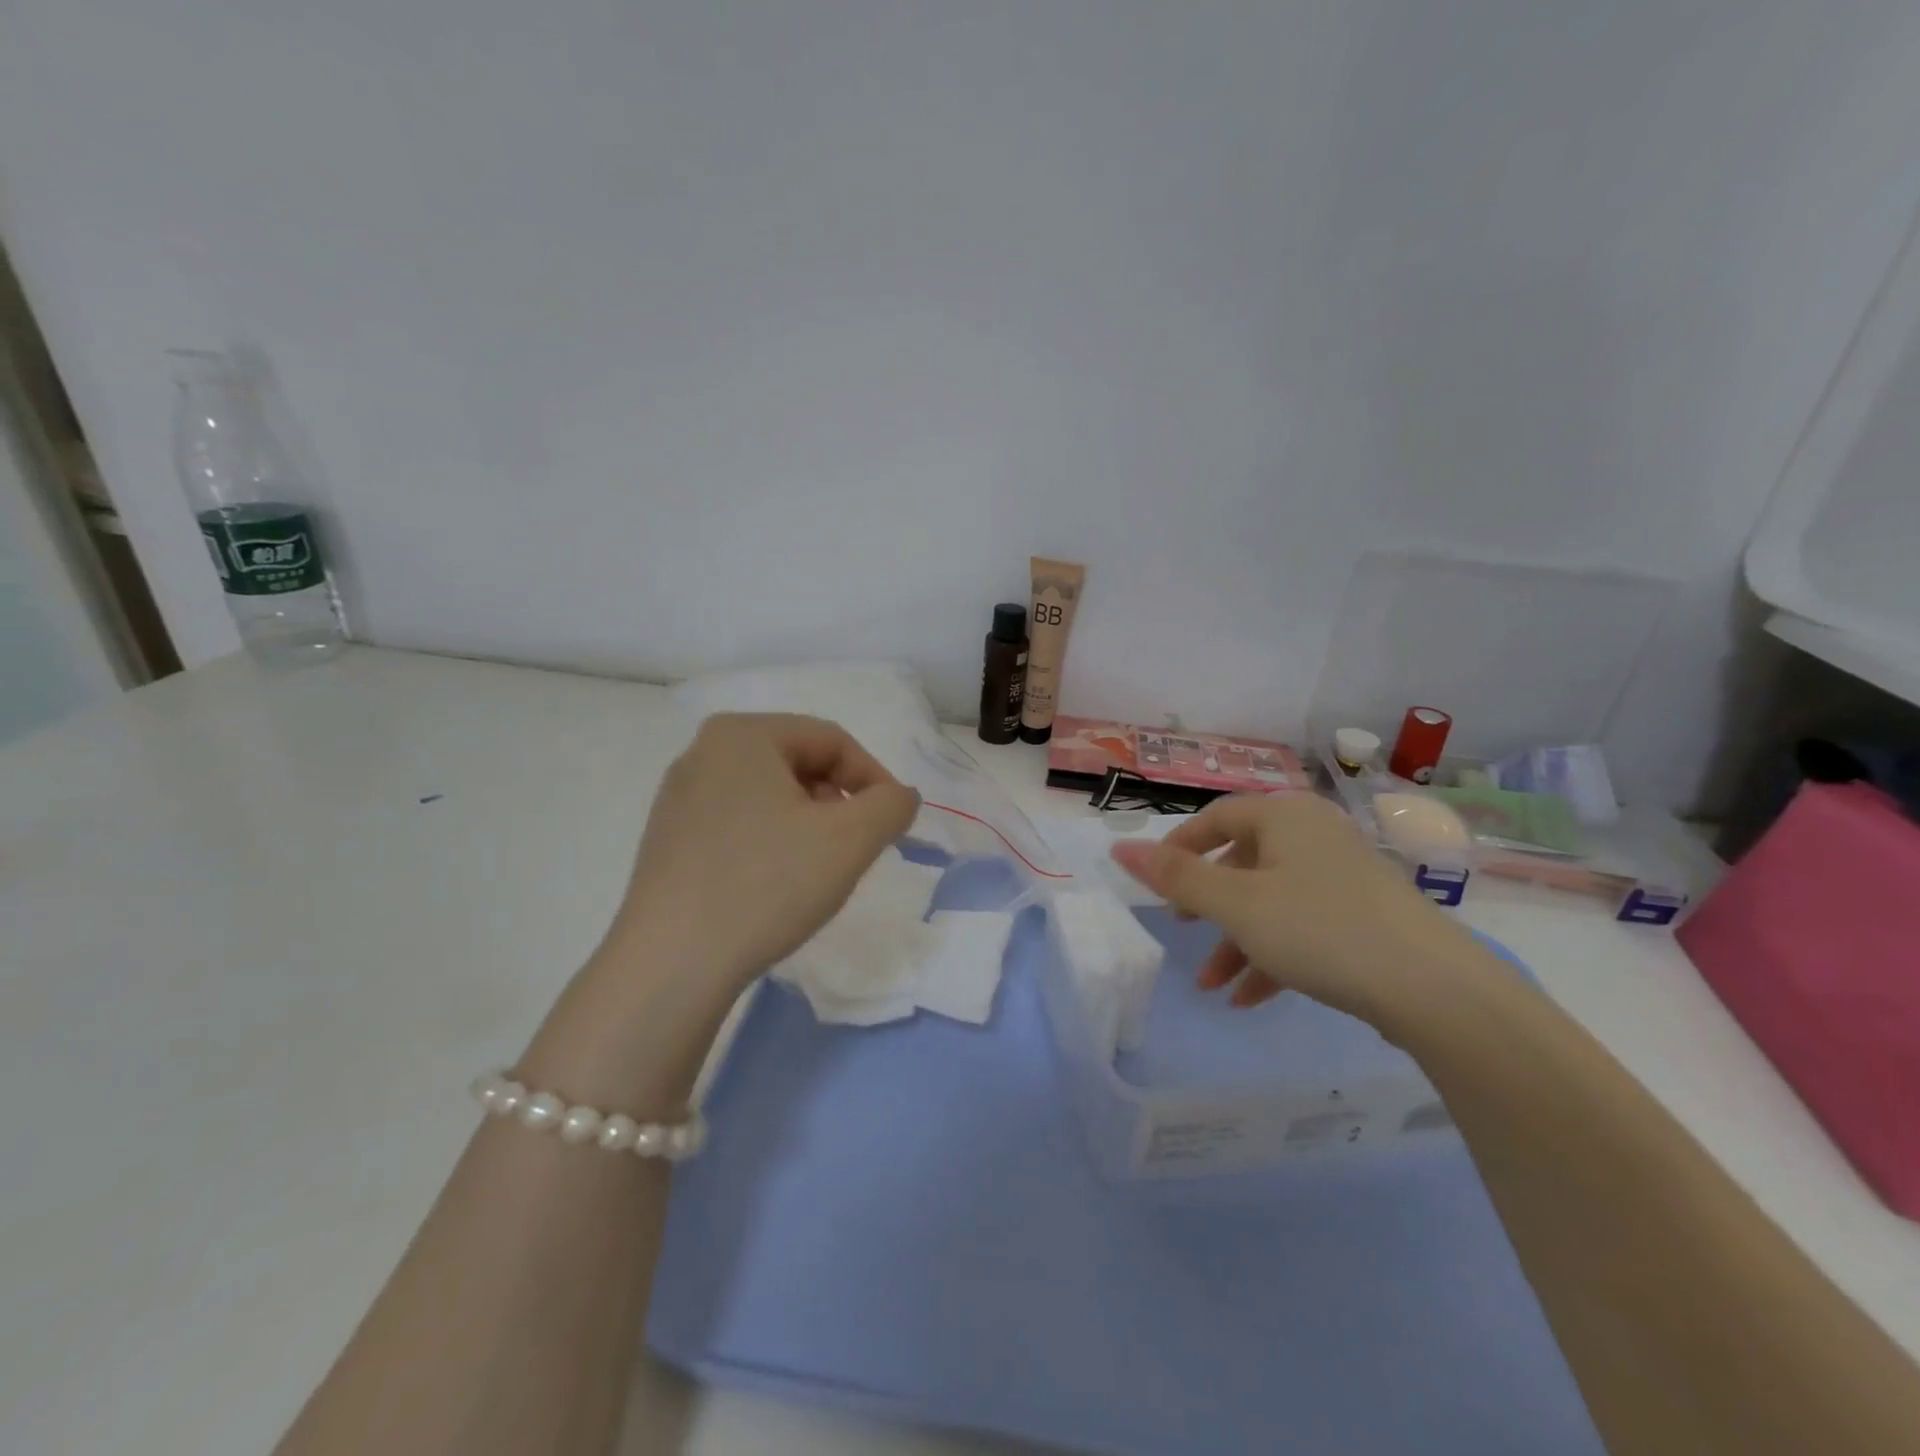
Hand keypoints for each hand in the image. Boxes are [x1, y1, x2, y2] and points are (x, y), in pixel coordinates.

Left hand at [607, 713, 919, 993]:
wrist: (671, 965)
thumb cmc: (767, 885)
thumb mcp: (850, 840)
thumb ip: (892, 804)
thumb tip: (900, 796)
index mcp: (742, 734)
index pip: (832, 740)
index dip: (874, 778)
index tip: (893, 824)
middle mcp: (703, 752)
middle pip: (799, 763)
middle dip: (838, 802)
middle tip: (855, 848)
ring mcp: (679, 796)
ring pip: (770, 795)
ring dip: (809, 824)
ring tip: (818, 869)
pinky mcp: (668, 838)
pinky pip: (738, 822)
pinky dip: (772, 841)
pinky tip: (776, 884)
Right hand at [1109, 794, 1484, 1030]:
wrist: (1436, 989)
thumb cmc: (1320, 929)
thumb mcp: (1236, 905)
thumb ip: (1177, 878)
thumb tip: (1119, 849)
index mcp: (1285, 817)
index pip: (1217, 817)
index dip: (1179, 847)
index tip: (1155, 882)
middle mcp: (1315, 836)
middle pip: (1243, 861)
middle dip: (1208, 904)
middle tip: (1182, 928)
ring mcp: (1345, 877)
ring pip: (1272, 901)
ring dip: (1236, 940)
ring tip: (1212, 985)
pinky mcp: (1366, 917)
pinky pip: (1304, 926)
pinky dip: (1273, 955)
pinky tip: (1250, 998)